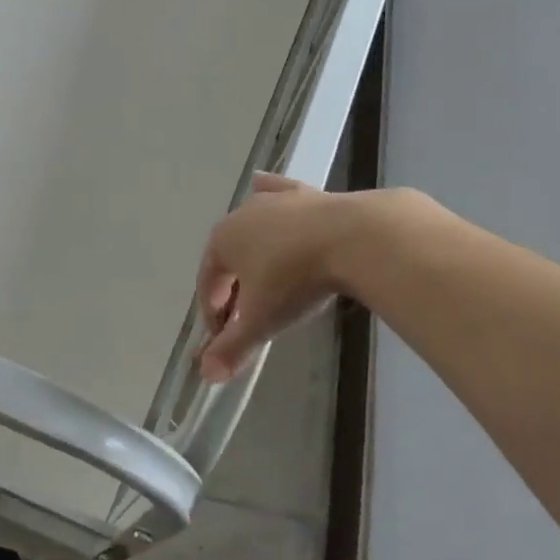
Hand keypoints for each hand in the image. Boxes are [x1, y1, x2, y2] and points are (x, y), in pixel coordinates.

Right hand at [196, 174, 360, 381]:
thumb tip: (206, 375)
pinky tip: (261, 184)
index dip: (213, 313)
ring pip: (252, 226)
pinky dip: (268, 192)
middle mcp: (241, 215)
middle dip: (233, 286)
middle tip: (248, 315)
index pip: (208, 282)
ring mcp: (274, 201)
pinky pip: (277, 192)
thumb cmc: (296, 279)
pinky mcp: (304, 193)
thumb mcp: (262, 319)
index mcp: (222, 242)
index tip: (226, 337)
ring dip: (251, 250)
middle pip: (229, 257)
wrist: (353, 237)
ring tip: (261, 274)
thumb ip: (233, 347)